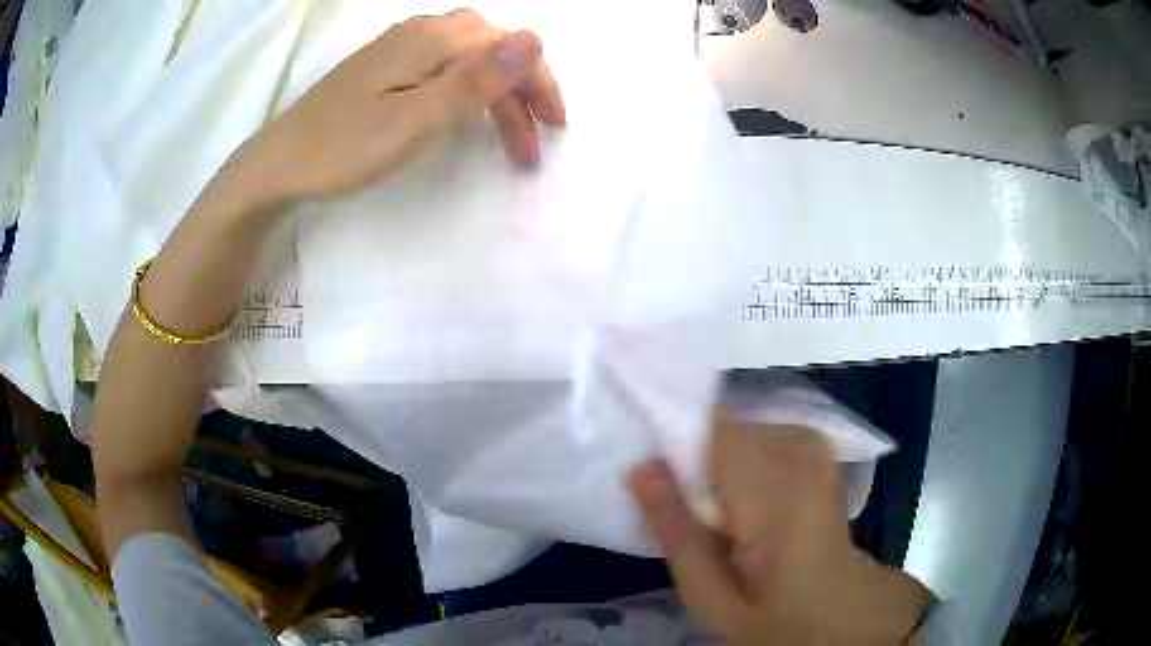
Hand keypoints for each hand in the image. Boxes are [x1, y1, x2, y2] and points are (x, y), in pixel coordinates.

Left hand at [230, 9, 565, 203]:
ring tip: (507, 142)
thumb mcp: (415, 119)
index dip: (540, 83)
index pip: (509, 46)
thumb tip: (533, 40)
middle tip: (533, 143)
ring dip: (496, 96)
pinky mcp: (385, 67)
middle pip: (491, 49)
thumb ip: (474, 80)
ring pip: (468, 59)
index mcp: (432, 39)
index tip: (555, 127)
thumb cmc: (344, 147)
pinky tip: (465, 114)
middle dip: (521, 93)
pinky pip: (444, 67)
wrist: (279, 163)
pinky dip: (468, 92)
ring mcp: (399, 48)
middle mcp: (420, 32)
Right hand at [629, 413, 935, 644]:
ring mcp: (812, 442)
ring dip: (719, 469)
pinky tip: (745, 504)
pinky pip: (757, 437)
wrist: (836, 607)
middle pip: (720, 430)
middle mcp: (800, 448)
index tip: (649, 474)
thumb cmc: (771, 613)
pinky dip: (741, 465)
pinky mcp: (815, 444)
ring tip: (722, 517)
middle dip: (696, 465)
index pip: (708, 428)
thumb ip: (674, 529)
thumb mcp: (709, 592)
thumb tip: (640, 467)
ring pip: (736, 433)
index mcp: (776, 489)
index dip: (672, 445)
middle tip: (692, 515)